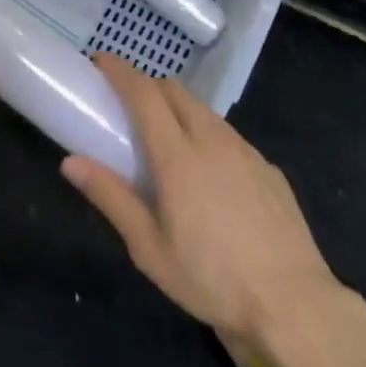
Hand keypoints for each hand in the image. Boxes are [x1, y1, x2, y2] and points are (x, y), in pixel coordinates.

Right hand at [62, 53, 338, 342]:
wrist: (295, 305)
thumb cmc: (212, 280)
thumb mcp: (150, 249)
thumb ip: (111, 198)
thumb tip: (70, 162)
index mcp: (178, 156)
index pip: (144, 93)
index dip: (120, 71)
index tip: (100, 61)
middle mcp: (212, 140)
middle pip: (175, 90)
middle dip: (148, 87)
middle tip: (128, 109)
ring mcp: (246, 151)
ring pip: (204, 110)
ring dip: (178, 109)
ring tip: (167, 142)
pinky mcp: (269, 168)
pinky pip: (229, 135)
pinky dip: (207, 135)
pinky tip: (210, 176)